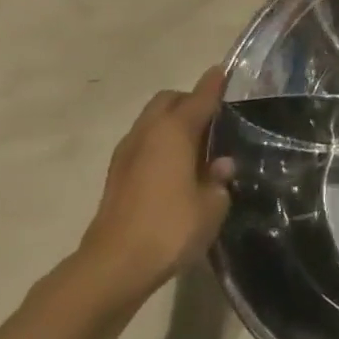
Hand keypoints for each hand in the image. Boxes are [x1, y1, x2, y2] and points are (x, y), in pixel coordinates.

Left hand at [75, 66, 235, 303]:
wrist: (114, 266)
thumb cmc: (171, 228)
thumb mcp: (212, 205)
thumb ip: (218, 179)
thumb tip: (220, 165)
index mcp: (173, 132)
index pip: (199, 98)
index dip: (214, 85)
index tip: (225, 72)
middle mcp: (147, 134)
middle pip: (167, 102)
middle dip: (189, 101)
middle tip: (214, 117)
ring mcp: (126, 155)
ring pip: (152, 122)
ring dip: (173, 124)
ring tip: (199, 144)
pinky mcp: (116, 176)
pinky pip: (144, 144)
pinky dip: (161, 144)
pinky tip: (178, 167)